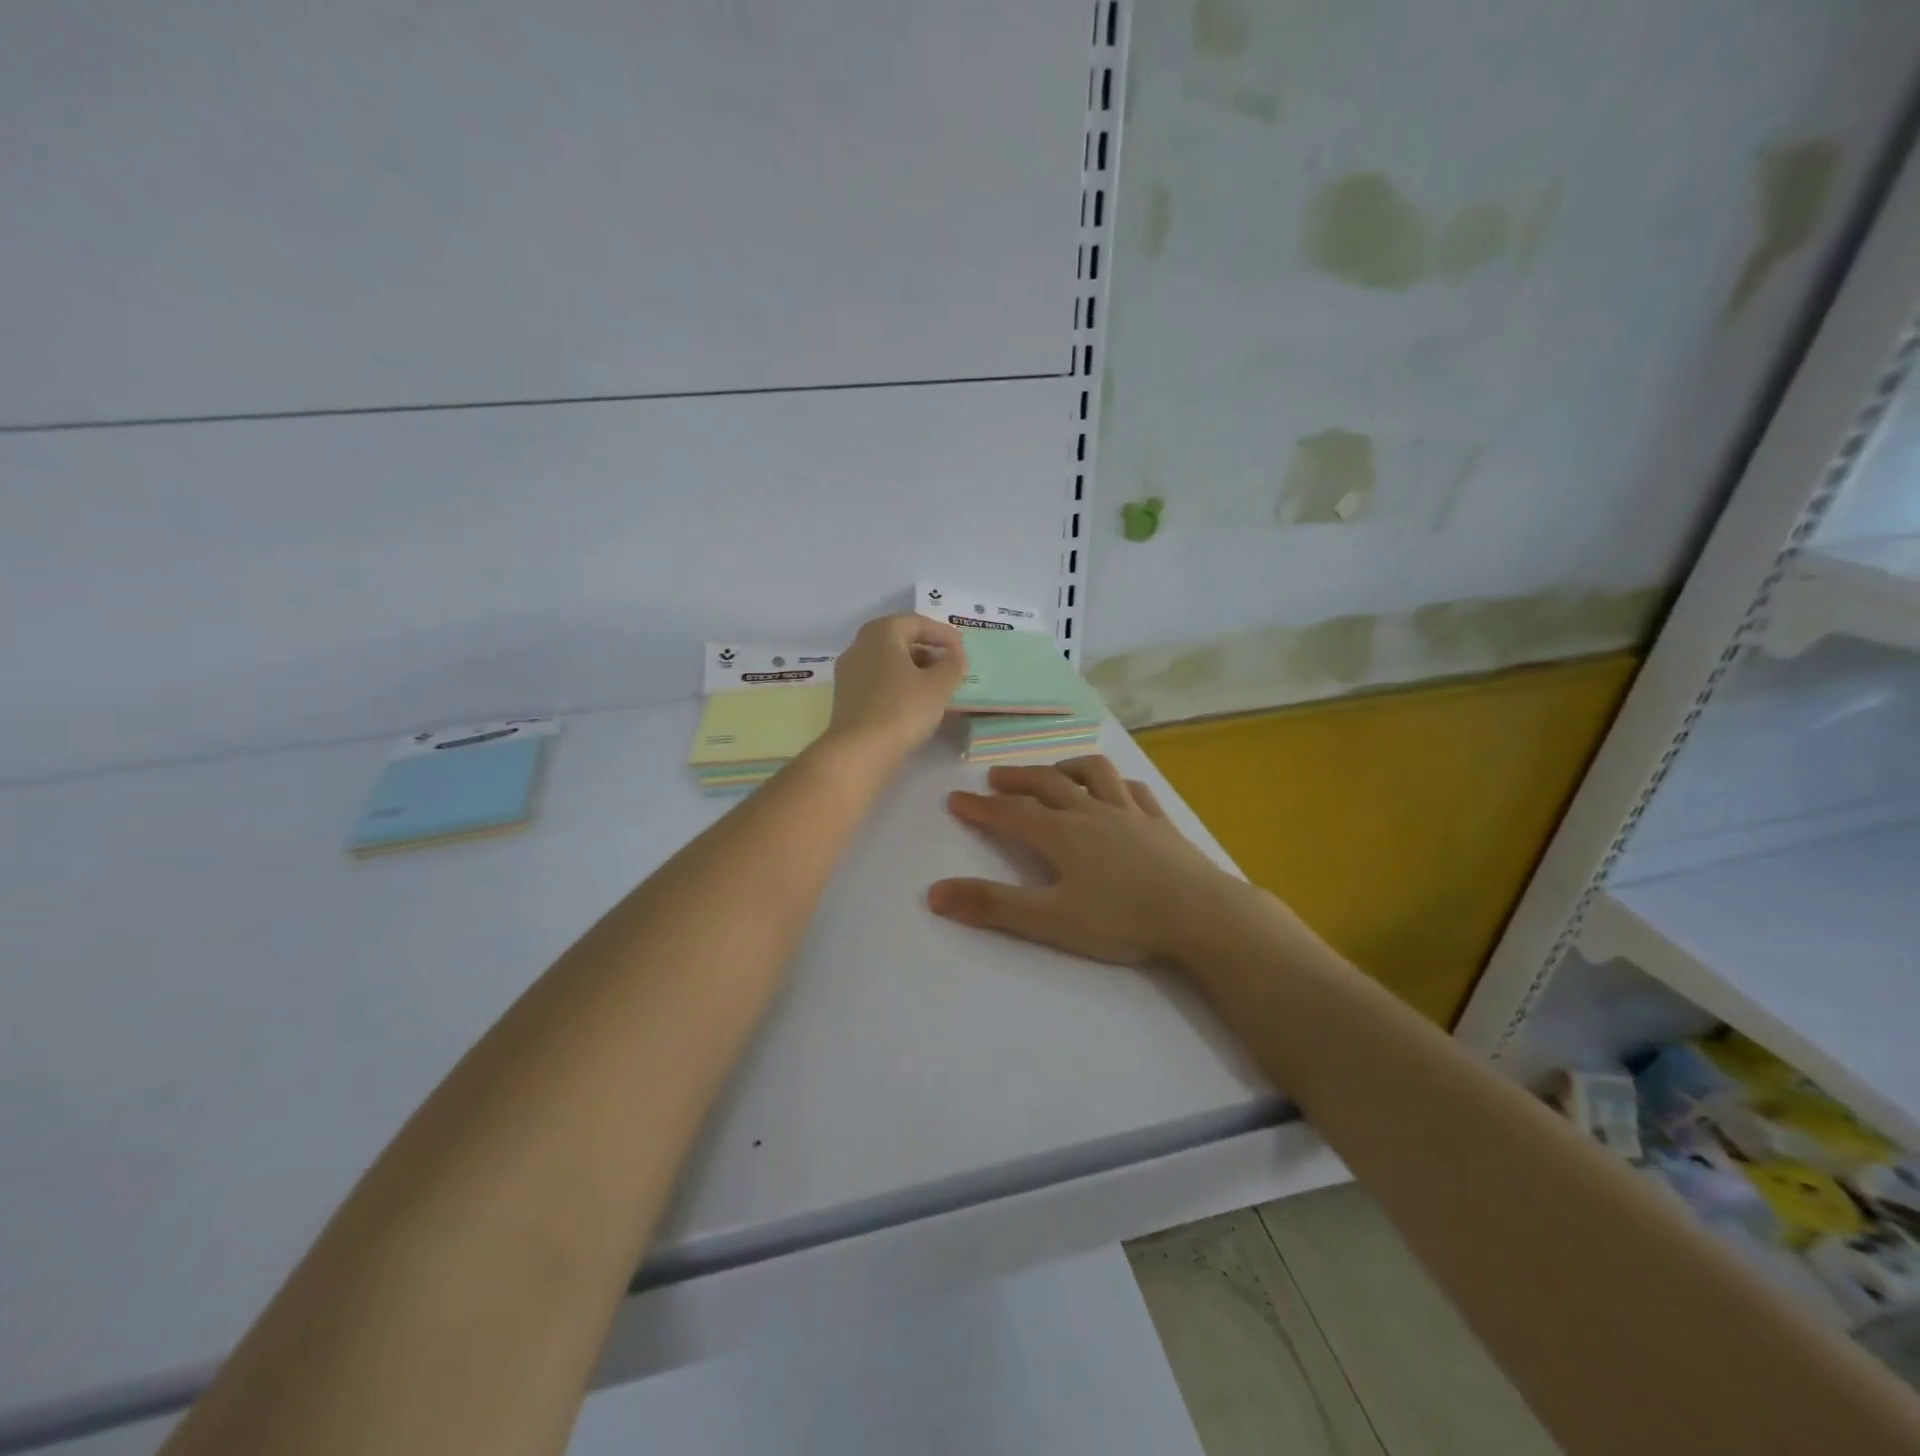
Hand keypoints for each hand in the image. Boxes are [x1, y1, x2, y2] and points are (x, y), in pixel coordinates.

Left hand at [823, 613, 966, 762]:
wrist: (860, 751)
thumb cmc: (903, 709)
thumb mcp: (939, 685)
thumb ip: (952, 665)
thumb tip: (953, 657)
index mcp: (881, 632)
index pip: (918, 623)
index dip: (944, 635)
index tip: (963, 651)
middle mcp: (860, 645)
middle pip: (900, 640)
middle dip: (929, 651)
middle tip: (951, 668)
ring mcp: (849, 672)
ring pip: (888, 662)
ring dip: (914, 670)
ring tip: (937, 688)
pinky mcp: (846, 697)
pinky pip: (878, 681)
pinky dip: (899, 685)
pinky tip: (915, 704)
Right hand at [927, 756, 1240, 965]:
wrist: (1199, 915)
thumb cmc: (1121, 919)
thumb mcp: (1049, 920)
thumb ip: (992, 906)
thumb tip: (934, 893)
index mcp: (1062, 834)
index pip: (1011, 814)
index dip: (981, 807)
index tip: (956, 800)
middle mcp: (1092, 813)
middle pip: (1048, 784)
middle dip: (1018, 779)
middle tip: (995, 777)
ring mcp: (1130, 813)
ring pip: (1093, 775)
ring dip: (1067, 768)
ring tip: (1054, 771)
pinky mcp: (1160, 823)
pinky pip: (1135, 790)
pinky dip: (1117, 783)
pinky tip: (1117, 789)